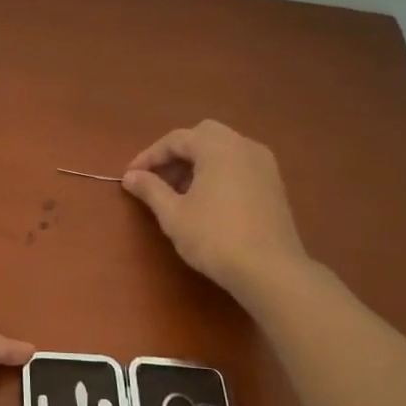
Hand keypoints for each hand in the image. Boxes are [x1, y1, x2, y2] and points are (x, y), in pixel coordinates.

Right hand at [122, 121, 310, 304]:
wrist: (270, 270)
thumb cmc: (214, 237)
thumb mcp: (173, 214)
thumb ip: (150, 189)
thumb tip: (130, 176)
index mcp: (218, 147)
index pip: (176, 139)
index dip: (149, 156)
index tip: (131, 176)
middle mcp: (244, 146)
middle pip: (203, 136)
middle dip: (177, 154)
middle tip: (158, 178)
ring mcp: (265, 165)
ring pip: (224, 149)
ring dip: (198, 162)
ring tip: (179, 192)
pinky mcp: (274, 184)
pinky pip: (239, 165)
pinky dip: (218, 172)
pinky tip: (206, 200)